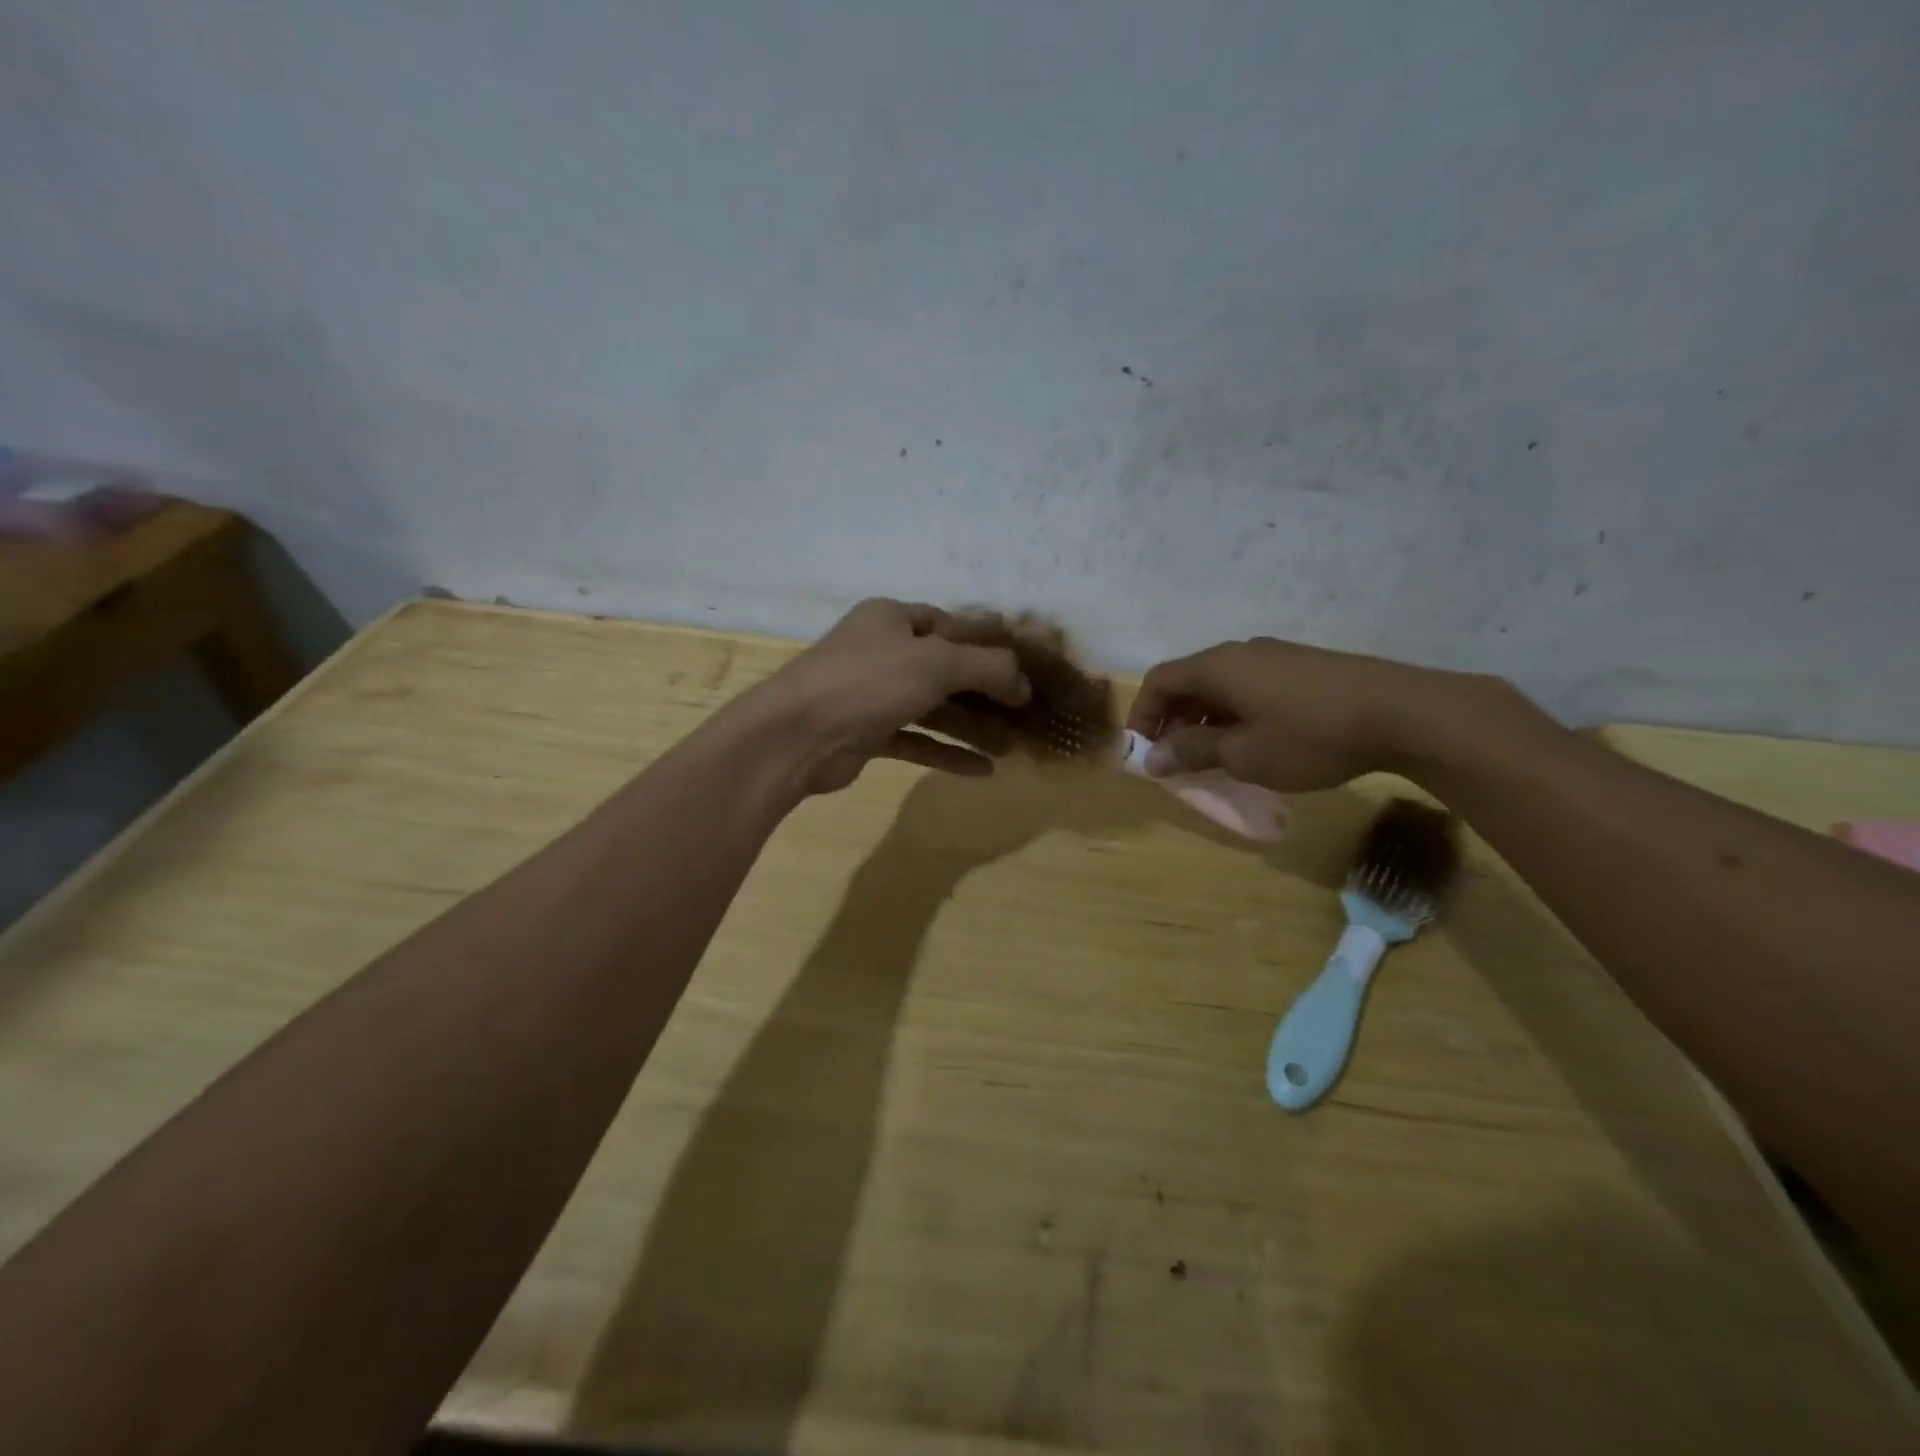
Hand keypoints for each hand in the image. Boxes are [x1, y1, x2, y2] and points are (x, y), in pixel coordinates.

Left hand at [737, 599, 1031, 795]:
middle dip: (984, 688)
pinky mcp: (866, 734)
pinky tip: (983, 770)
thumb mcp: (936, 662)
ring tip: (1011, 742)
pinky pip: (915, 740)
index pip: (948, 623)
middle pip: (943, 667)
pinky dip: (946, 752)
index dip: (986, 640)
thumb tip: (1024, 683)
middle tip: (1023, 706)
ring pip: (931, 707)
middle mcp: (880, 652)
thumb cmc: (868, 683)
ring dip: (970, 724)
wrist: (796, 736)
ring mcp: (871, 695)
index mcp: (891, 619)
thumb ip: (988, 666)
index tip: (1022, 661)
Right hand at [1127, 638, 1473, 791]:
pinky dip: (1235, 712)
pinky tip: (1255, 742)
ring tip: (1214, 756)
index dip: (1143, 714)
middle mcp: (1241, 652)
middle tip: (1177, 759)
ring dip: (1205, 718)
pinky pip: (1250, 686)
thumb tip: (1153, 758)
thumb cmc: (1310, 736)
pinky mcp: (1303, 667)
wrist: (1403, 713)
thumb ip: (1193, 752)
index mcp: (1218, 666)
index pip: (1160, 680)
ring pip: (1222, 684)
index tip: (1144, 751)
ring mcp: (1275, 656)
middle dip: (1173, 719)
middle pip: (1189, 680)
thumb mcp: (1244, 754)